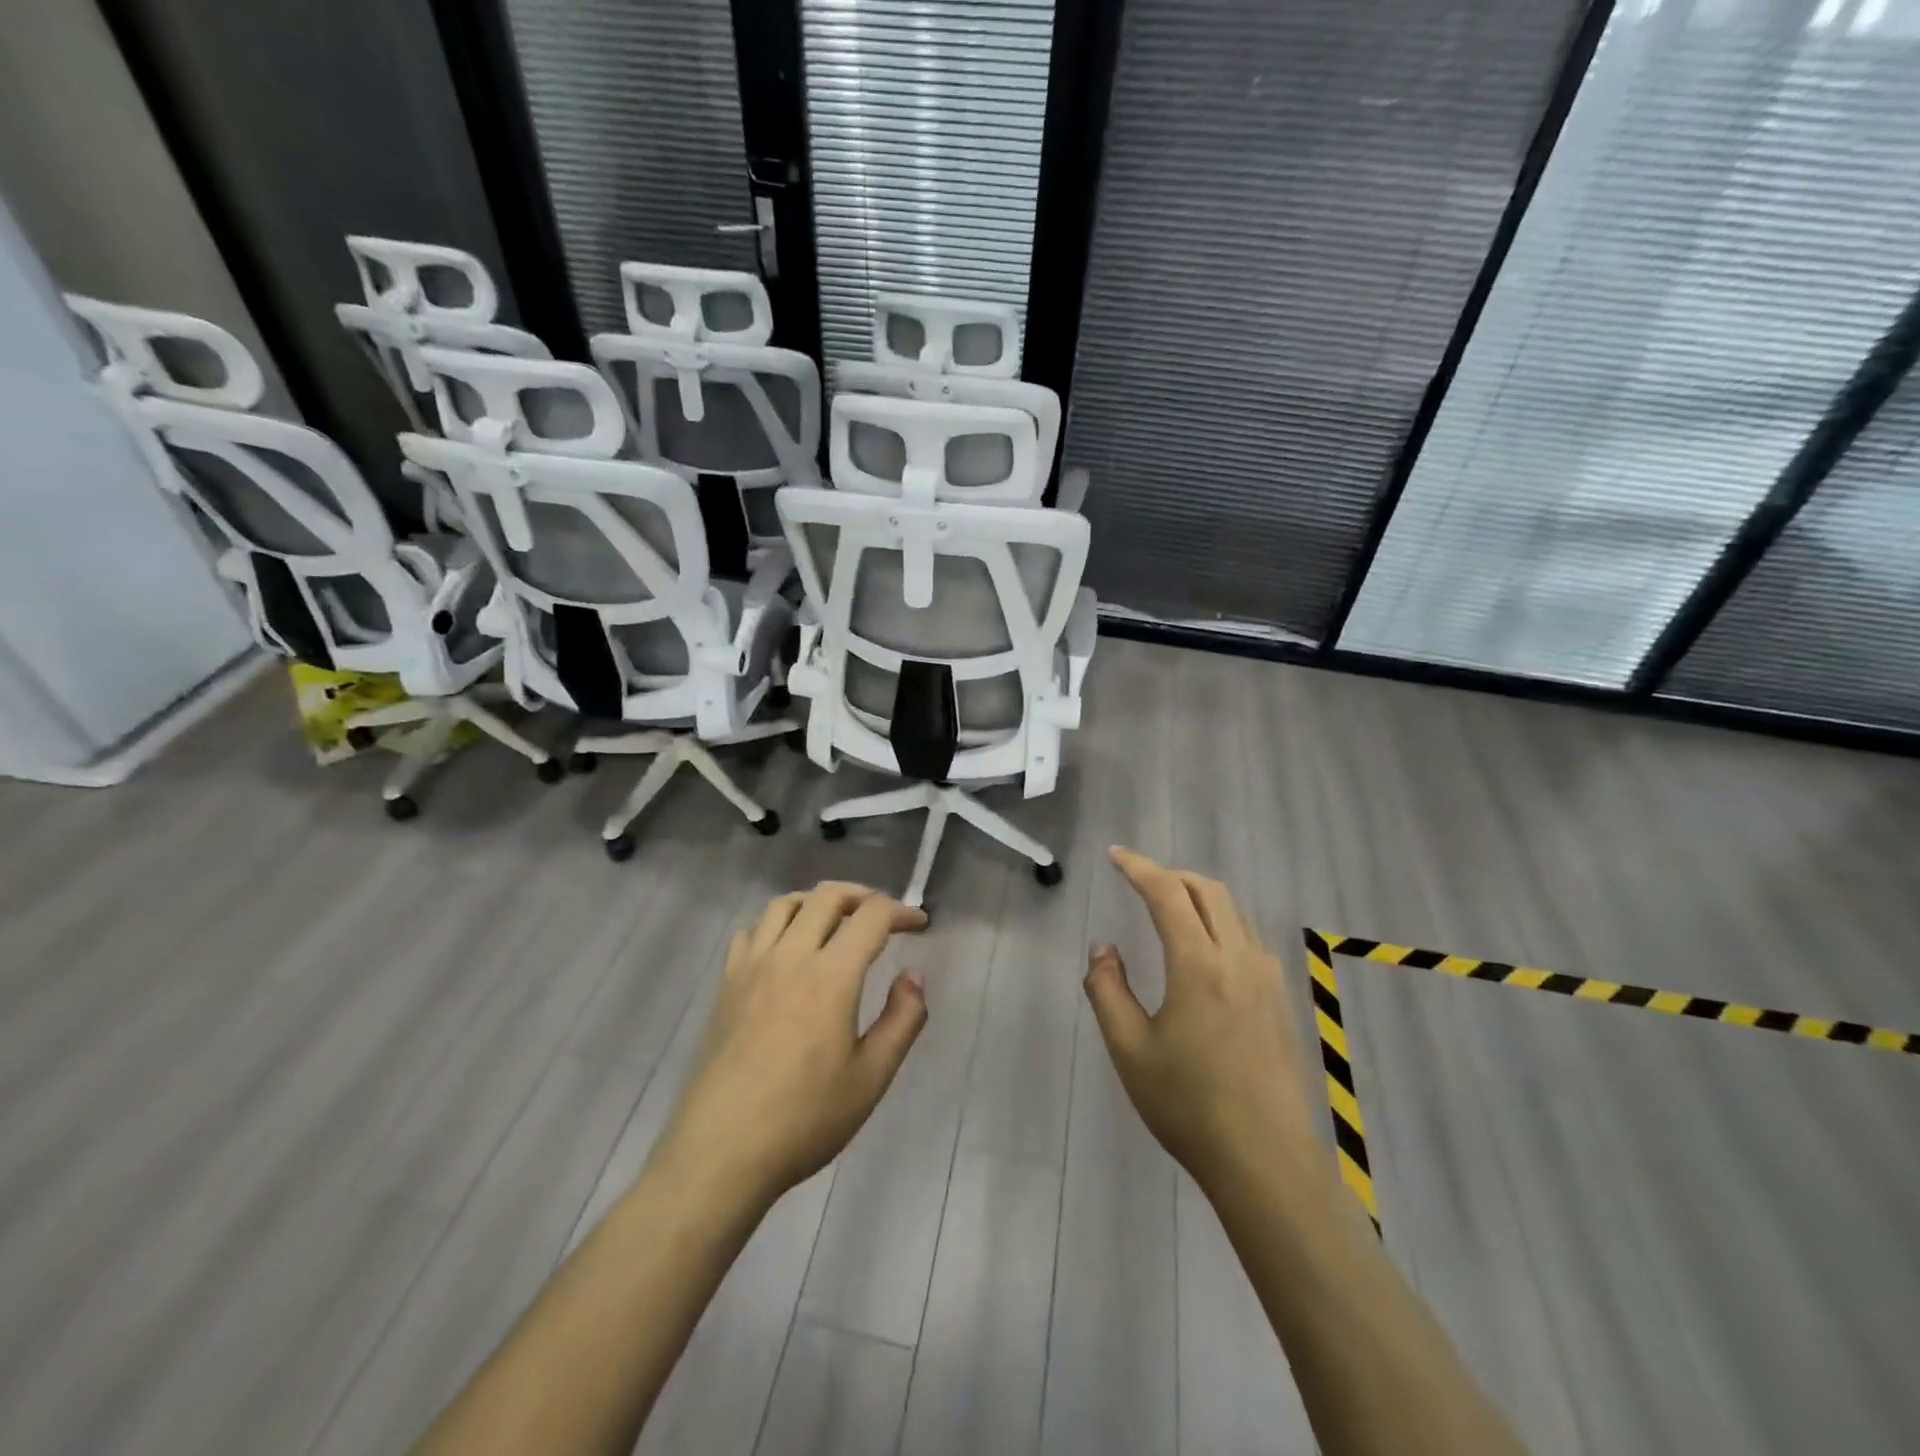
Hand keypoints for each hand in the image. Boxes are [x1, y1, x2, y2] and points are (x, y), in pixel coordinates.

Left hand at [653, 883, 928, 1205]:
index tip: (920, 924)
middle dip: (863, 894)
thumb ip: (902, 1020)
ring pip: (785, 904)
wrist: (720, 1153)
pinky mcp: (726, 985)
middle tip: (883, 916)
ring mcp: (751, 967)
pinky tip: (786, 949)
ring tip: (837, 922)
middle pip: (827, 896)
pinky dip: (776, 924)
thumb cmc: (804, 1119)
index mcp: (830, 976)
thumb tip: (913, 976)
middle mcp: (789, 957)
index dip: (901, 911)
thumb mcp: (871, 1078)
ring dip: (818, 902)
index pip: (871, 917)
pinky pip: (751, 931)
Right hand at [1084, 848, 1319, 1192]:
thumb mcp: (1129, 1050)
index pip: (1168, 894)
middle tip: (1139, 881)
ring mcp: (1267, 978)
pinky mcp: (1281, 1000)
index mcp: (1199, 965)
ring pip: (1234, 911)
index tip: (1115, 855)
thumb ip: (1108, 990)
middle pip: (1208, 890)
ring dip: (1198, 896)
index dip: (1139, 867)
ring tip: (1169, 909)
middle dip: (1171, 875)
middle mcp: (1238, 959)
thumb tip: (1104, 948)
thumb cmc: (1189, 1105)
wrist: (1267, 1161)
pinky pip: (1249, 938)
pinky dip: (1221, 922)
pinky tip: (1206, 951)